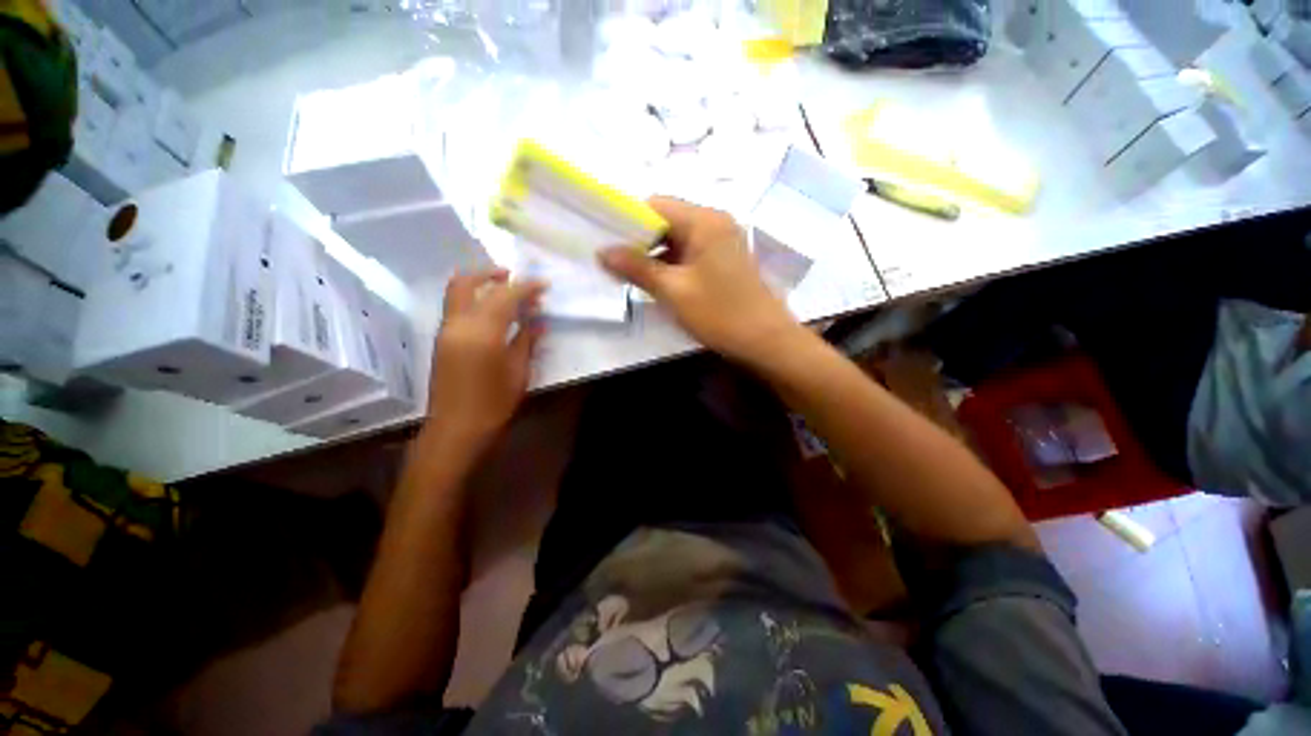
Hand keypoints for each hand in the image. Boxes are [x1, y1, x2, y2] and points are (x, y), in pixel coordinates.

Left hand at [426, 269, 545, 451]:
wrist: (456, 429)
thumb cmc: (494, 404)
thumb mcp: (518, 372)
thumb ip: (526, 341)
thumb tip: (538, 322)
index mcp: (482, 332)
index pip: (505, 296)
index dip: (526, 287)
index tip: (544, 284)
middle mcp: (458, 324)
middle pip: (468, 282)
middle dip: (492, 274)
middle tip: (514, 276)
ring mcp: (445, 330)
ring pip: (456, 291)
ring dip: (479, 283)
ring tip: (503, 288)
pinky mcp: (441, 339)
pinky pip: (455, 306)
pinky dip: (472, 298)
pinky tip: (491, 310)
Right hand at [599, 197, 800, 363]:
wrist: (767, 341)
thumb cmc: (720, 314)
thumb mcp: (673, 291)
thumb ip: (637, 268)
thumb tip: (602, 252)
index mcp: (704, 220)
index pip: (655, 204)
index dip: (627, 220)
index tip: (606, 242)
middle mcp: (715, 222)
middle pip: (667, 221)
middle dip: (639, 241)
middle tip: (615, 264)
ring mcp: (722, 241)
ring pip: (678, 239)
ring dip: (655, 255)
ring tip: (631, 277)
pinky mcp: (725, 260)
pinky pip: (690, 254)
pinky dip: (672, 265)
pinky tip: (658, 283)